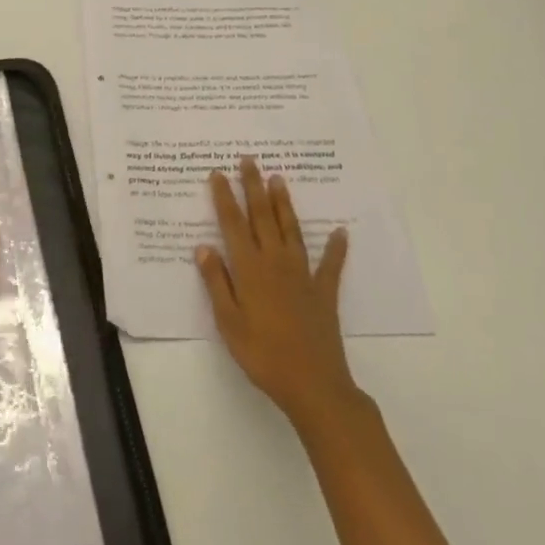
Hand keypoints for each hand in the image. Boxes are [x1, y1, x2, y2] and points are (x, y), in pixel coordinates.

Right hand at [197, 157, 361, 434]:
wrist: (313, 384)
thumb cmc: (262, 354)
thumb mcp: (228, 322)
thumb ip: (216, 282)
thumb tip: (203, 246)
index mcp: (249, 269)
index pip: (233, 224)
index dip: (225, 198)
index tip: (218, 173)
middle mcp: (275, 262)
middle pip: (262, 217)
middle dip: (254, 187)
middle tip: (249, 160)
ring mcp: (303, 275)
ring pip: (291, 230)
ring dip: (284, 204)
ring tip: (279, 178)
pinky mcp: (324, 292)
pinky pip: (330, 264)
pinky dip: (336, 247)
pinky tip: (340, 232)